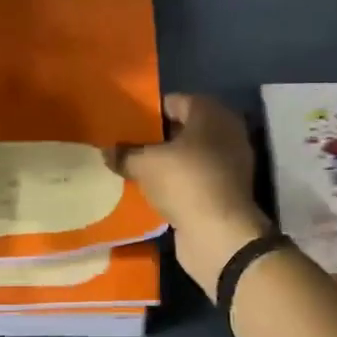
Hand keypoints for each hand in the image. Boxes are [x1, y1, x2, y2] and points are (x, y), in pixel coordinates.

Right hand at [116, 94, 270, 294]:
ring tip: (134, 168)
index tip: (126, 123)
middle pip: (184, 129)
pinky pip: (194, 179)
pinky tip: (152, 190)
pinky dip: (177, 183)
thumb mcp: (145, 164)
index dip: (149, 111)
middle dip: (157, 137)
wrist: (219, 234)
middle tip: (127, 145)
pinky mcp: (225, 191)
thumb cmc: (185, 182)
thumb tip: (107, 151)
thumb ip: (125, 154)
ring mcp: (229, 163)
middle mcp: (225, 132)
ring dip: (166, 162)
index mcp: (210, 113)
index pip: (175, 101)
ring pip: (189, 156)